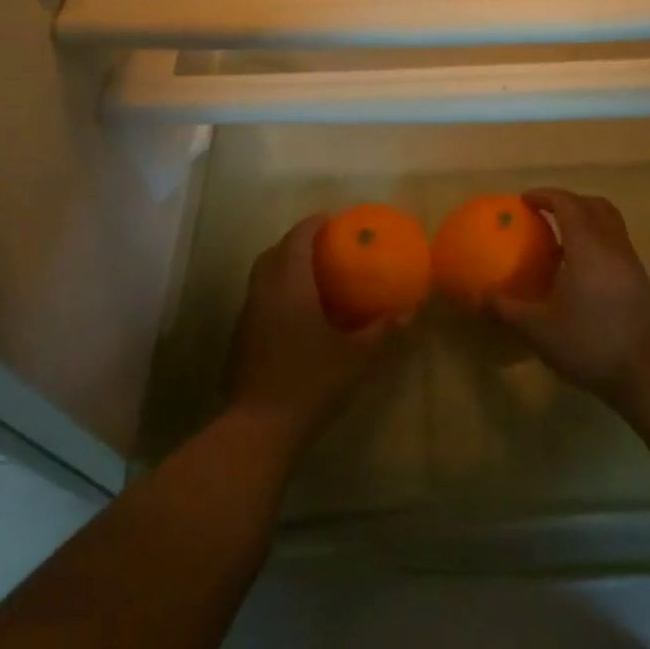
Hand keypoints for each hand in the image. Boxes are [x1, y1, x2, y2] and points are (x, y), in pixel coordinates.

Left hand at [225, 215, 385, 455]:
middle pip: (274, 252)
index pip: (297, 239)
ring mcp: (247, 316)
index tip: (332, 220)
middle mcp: (264, 292)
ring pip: (262, 276)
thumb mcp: (356, 357)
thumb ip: (382, 330)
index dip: (313, 224)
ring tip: (311, 276)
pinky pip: (258, 299)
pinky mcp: (240, 339)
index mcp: (290, 285)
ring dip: (283, 266)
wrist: (259, 428)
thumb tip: (409, 310)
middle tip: (322, 246)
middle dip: (296, 241)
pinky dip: (275, 291)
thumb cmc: (311, 382)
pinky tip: (295, 313)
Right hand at [486, 188, 649, 410]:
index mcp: (588, 247)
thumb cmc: (591, 344)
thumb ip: (506, 309)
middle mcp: (613, 245)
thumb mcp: (539, 330)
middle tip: (544, 212)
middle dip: (568, 201)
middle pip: (594, 205)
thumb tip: (477, 297)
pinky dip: (597, 240)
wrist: (649, 373)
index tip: (524, 200)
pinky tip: (580, 269)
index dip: (546, 196)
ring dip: (586, 219)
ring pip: (611, 223)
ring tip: (561, 238)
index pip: (568, 204)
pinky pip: (617, 243)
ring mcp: (631, 262)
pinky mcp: (641, 280)